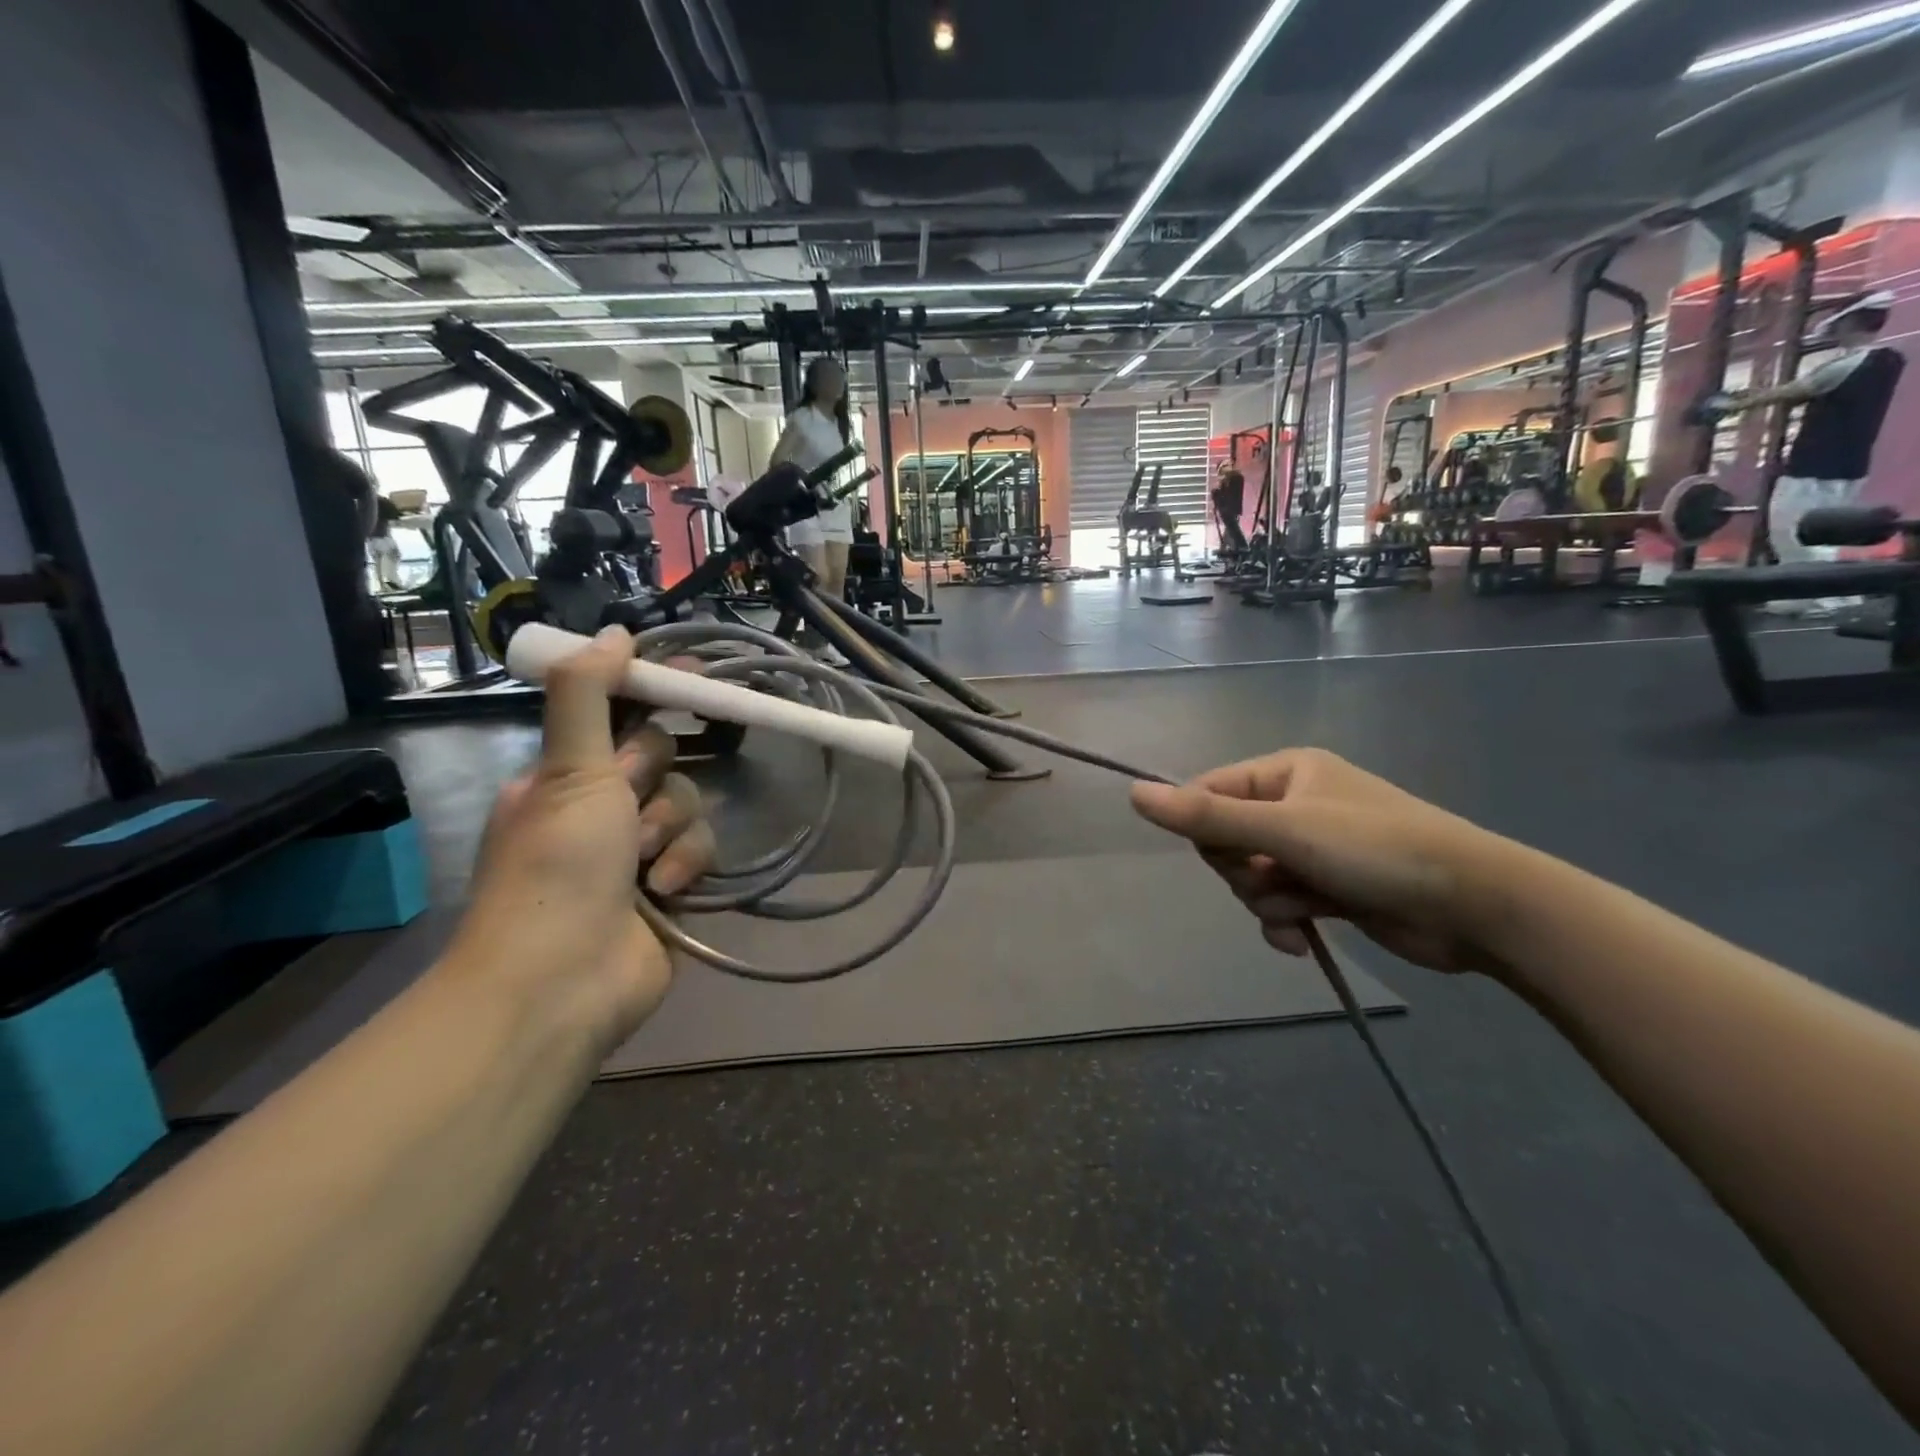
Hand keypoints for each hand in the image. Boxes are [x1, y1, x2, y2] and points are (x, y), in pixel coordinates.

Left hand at [453, 627, 716, 1048]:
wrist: (561, 979)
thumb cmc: (556, 864)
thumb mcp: (567, 769)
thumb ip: (589, 695)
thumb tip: (616, 631)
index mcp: (565, 775)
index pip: (618, 712)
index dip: (654, 689)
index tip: (694, 672)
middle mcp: (601, 806)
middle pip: (662, 756)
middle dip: (653, 775)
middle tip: (629, 797)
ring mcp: (638, 850)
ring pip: (687, 803)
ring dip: (670, 827)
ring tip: (644, 862)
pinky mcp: (673, 886)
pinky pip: (701, 850)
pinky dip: (686, 865)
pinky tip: (666, 890)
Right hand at [1130, 748, 1507, 974]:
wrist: (1475, 905)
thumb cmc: (1375, 850)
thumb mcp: (1284, 829)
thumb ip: (1206, 816)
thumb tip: (1133, 793)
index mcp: (1285, 772)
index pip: (1209, 794)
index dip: (1207, 831)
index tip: (1229, 855)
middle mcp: (1296, 803)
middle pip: (1228, 840)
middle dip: (1243, 871)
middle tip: (1274, 880)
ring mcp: (1314, 847)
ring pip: (1252, 876)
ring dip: (1267, 901)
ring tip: (1301, 912)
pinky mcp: (1330, 887)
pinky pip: (1281, 902)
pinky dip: (1285, 921)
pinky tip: (1303, 938)